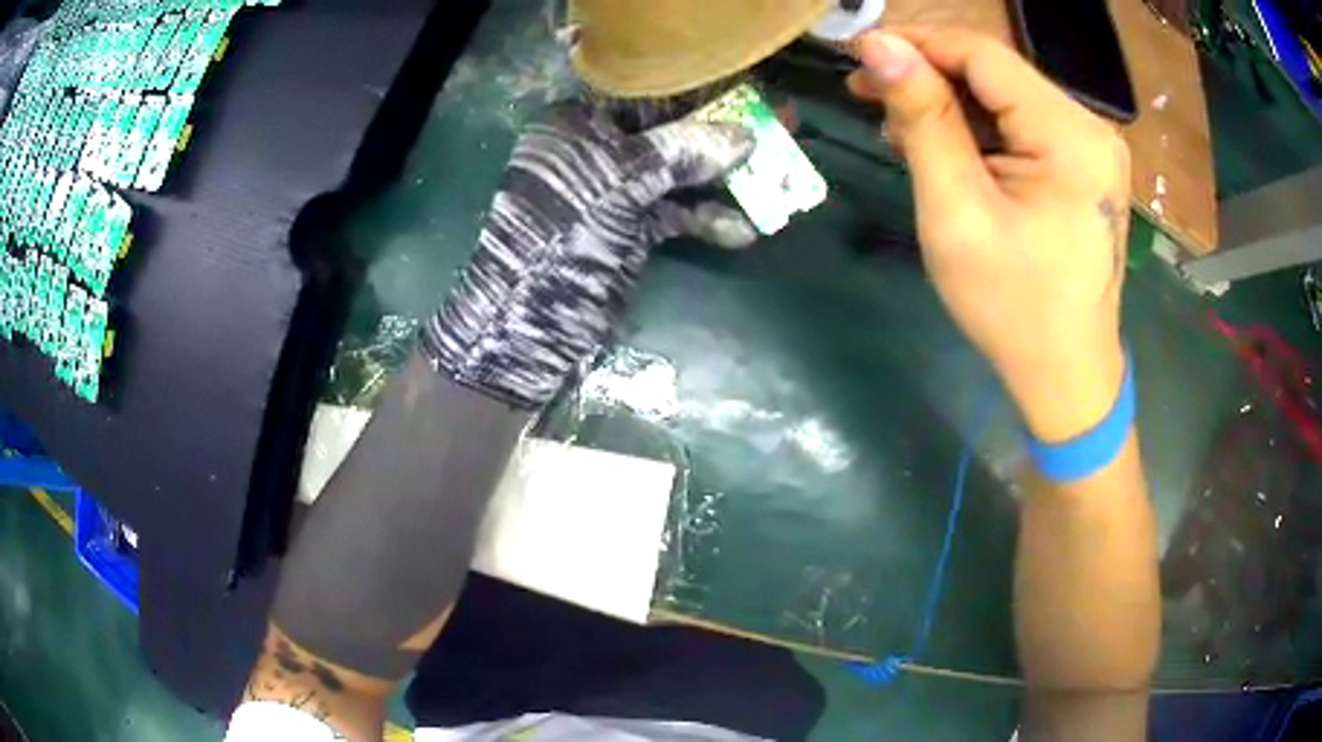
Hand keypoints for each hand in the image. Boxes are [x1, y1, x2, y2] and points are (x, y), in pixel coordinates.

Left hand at [422, 102, 753, 407]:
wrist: (527, 327)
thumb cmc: (562, 238)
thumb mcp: (618, 184)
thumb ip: (681, 152)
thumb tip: (745, 134)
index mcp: (577, 125)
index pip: (651, 97)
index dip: (705, 96)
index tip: (754, 96)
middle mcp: (595, 152)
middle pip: (672, 134)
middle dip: (725, 137)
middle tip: (782, 129)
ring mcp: (614, 194)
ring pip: (679, 176)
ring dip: (725, 181)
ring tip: (778, 179)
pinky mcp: (629, 232)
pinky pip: (676, 215)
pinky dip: (706, 222)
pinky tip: (742, 233)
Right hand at [847, 28, 1131, 441]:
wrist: (1066, 375)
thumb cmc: (1012, 307)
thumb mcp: (957, 211)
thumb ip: (922, 120)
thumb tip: (878, 45)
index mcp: (1070, 136)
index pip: (983, 54)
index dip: (917, 42)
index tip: (857, 54)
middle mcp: (1090, 128)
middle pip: (997, 72)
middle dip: (929, 73)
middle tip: (867, 91)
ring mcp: (1092, 147)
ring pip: (1006, 96)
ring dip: (949, 101)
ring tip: (898, 125)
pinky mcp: (1084, 166)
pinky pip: (1022, 125)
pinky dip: (978, 127)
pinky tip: (945, 146)